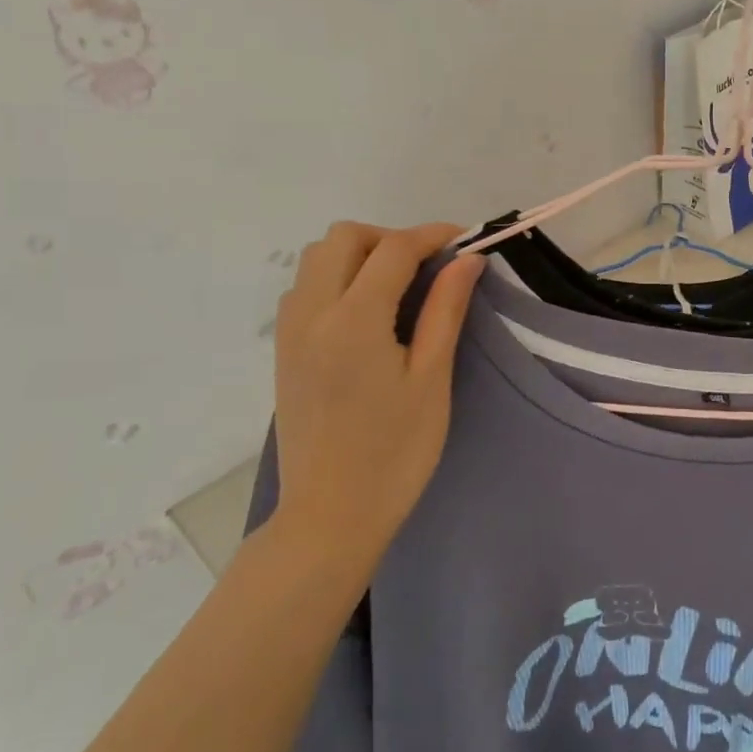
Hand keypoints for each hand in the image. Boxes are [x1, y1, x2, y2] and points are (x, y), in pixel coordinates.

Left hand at [271, 221, 485, 567]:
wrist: (331, 515)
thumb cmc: (395, 451)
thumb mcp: (431, 378)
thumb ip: (445, 310)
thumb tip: (468, 259)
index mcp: (353, 321)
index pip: (393, 249)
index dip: (433, 236)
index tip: (466, 242)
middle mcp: (311, 314)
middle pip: (343, 238)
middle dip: (390, 238)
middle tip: (430, 267)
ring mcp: (290, 332)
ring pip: (317, 259)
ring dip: (360, 255)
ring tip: (401, 287)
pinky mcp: (284, 351)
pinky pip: (305, 288)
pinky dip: (338, 278)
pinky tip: (369, 313)